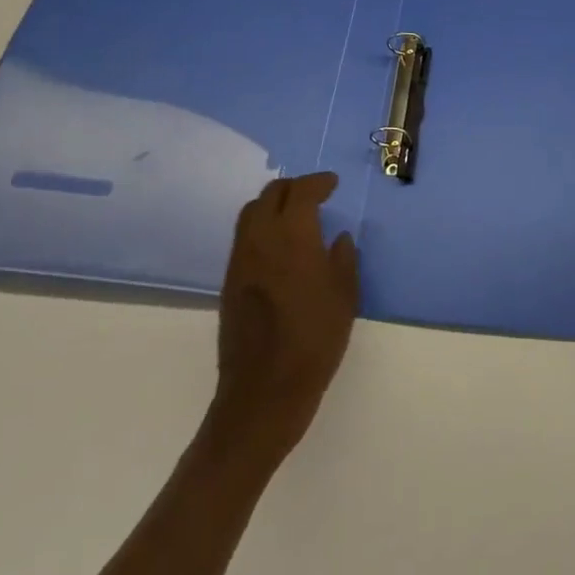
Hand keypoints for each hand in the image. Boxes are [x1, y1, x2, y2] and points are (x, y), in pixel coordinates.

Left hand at [208, 172, 358, 462]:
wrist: (263, 392)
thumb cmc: (313, 341)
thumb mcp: (344, 297)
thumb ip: (343, 259)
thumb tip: (338, 238)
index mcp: (292, 235)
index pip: (301, 191)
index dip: (318, 182)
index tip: (332, 184)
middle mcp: (260, 238)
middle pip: (271, 194)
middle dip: (294, 188)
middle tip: (314, 195)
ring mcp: (240, 259)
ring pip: (251, 212)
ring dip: (273, 204)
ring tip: (295, 216)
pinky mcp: (229, 281)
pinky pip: (244, 237)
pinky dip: (262, 226)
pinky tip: (279, 246)